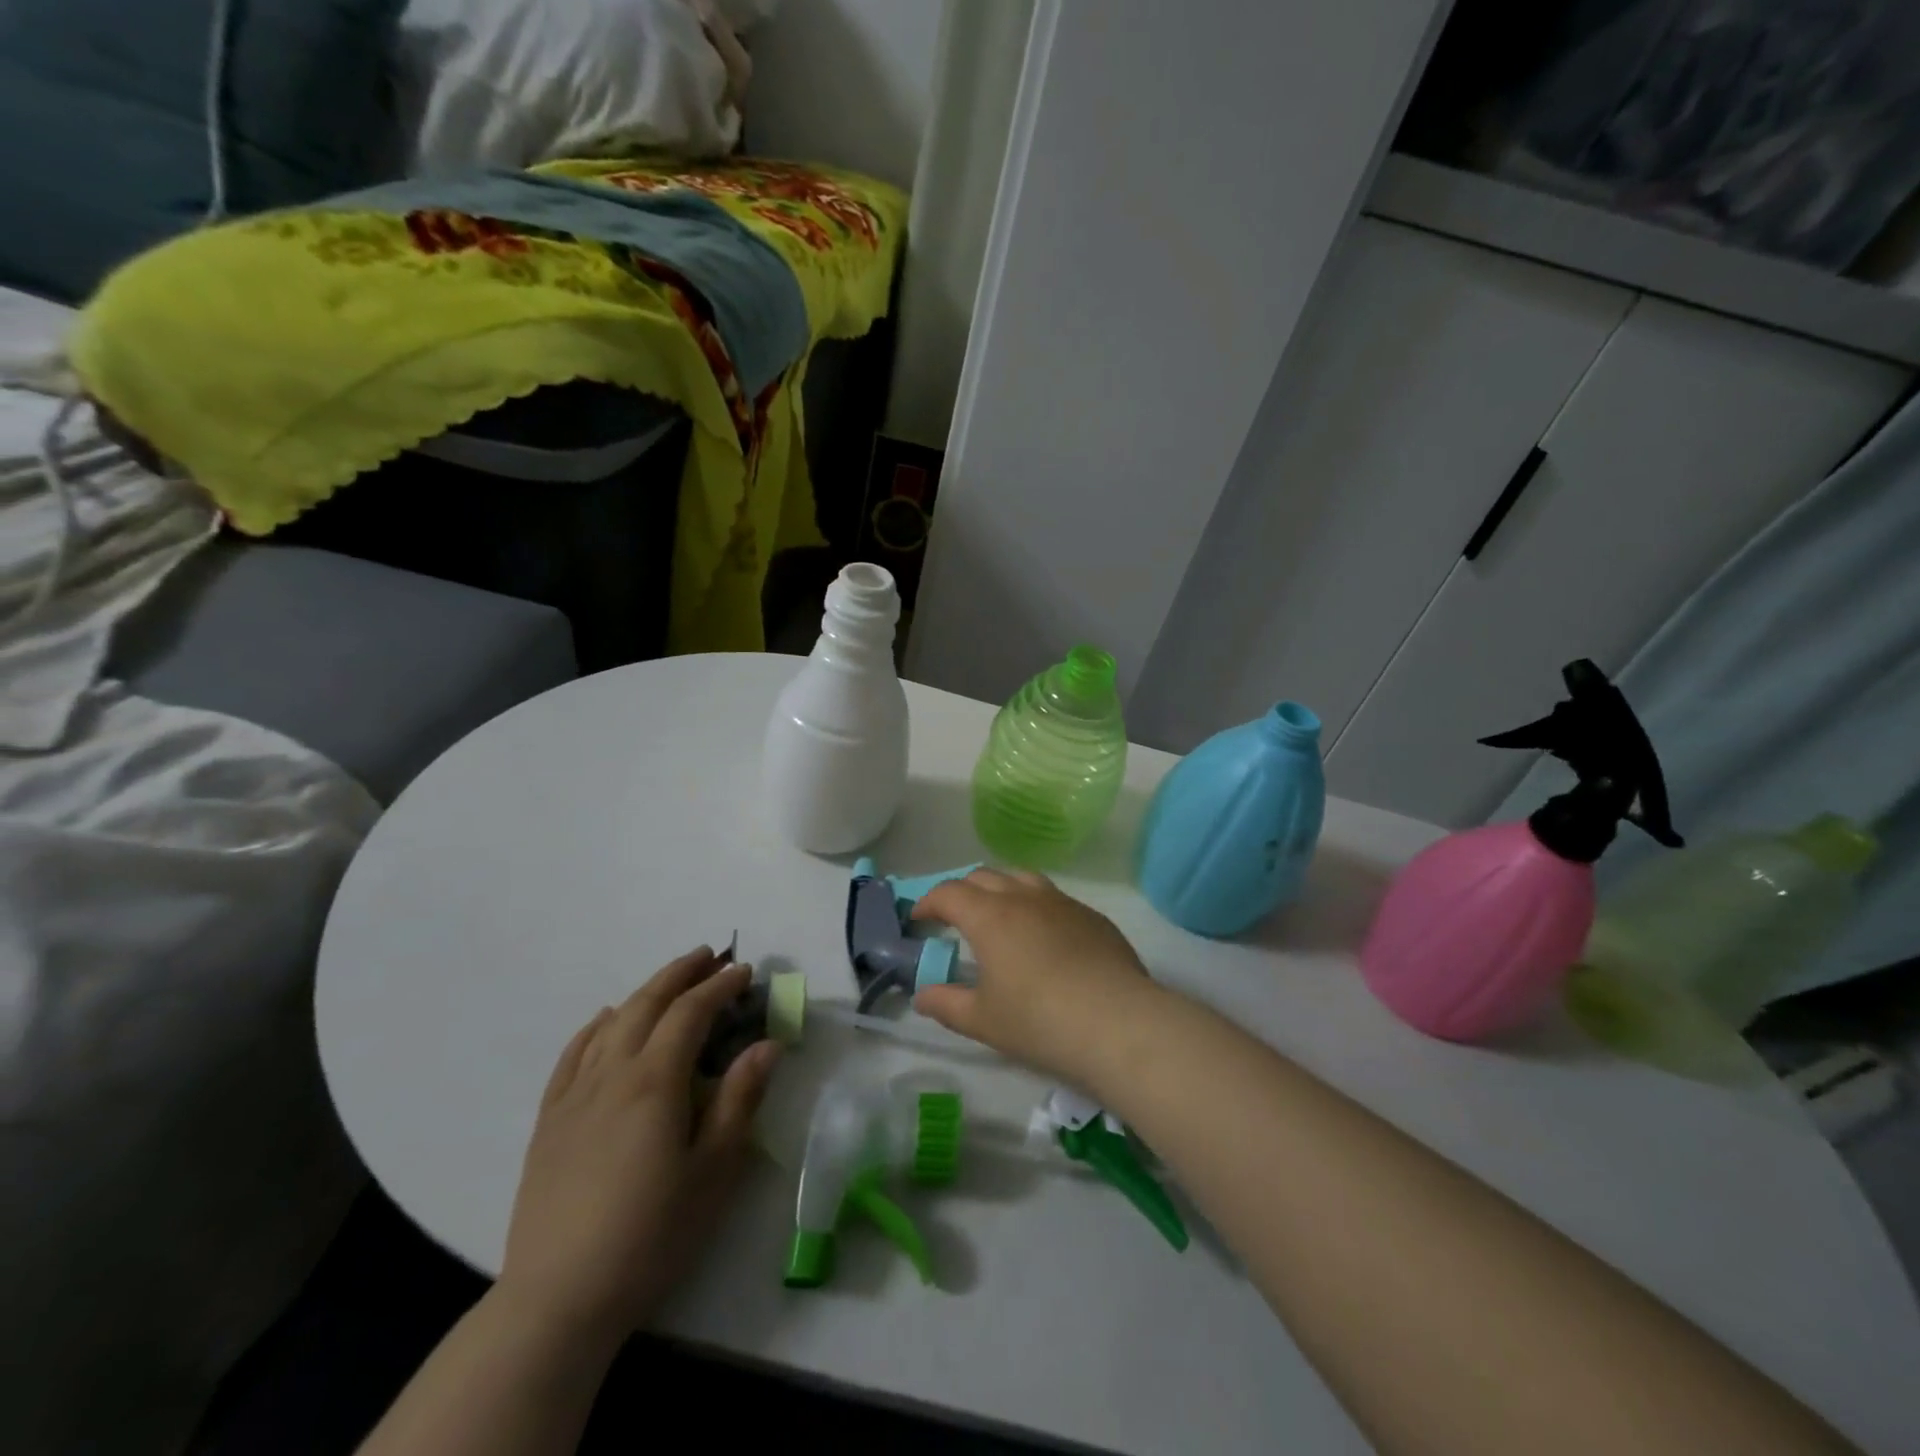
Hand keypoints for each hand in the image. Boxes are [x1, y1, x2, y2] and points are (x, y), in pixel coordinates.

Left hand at [495, 949, 778, 1349]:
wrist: (558, 1298)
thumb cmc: (651, 1234)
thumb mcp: (714, 1170)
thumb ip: (741, 1099)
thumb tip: (768, 1044)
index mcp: (656, 1081)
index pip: (691, 1013)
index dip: (720, 986)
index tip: (745, 971)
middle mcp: (612, 1074)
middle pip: (647, 1004)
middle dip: (681, 973)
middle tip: (710, 955)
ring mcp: (574, 1095)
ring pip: (611, 1023)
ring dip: (644, 992)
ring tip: (670, 980)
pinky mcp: (549, 1120)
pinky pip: (572, 1054)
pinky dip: (594, 1027)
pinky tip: (605, 1019)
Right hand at [910, 870, 1163, 1089]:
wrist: (1118, 1023)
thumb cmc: (1039, 1022)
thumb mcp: (983, 1020)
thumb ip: (946, 1003)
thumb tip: (922, 994)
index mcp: (990, 916)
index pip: (949, 893)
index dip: (928, 902)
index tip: (919, 919)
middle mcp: (1024, 897)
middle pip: (984, 876)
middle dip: (962, 891)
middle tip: (953, 917)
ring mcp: (1062, 902)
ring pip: (1022, 878)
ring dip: (1001, 889)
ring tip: (997, 915)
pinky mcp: (1092, 916)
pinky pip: (1054, 898)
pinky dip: (1035, 905)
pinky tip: (1043, 937)